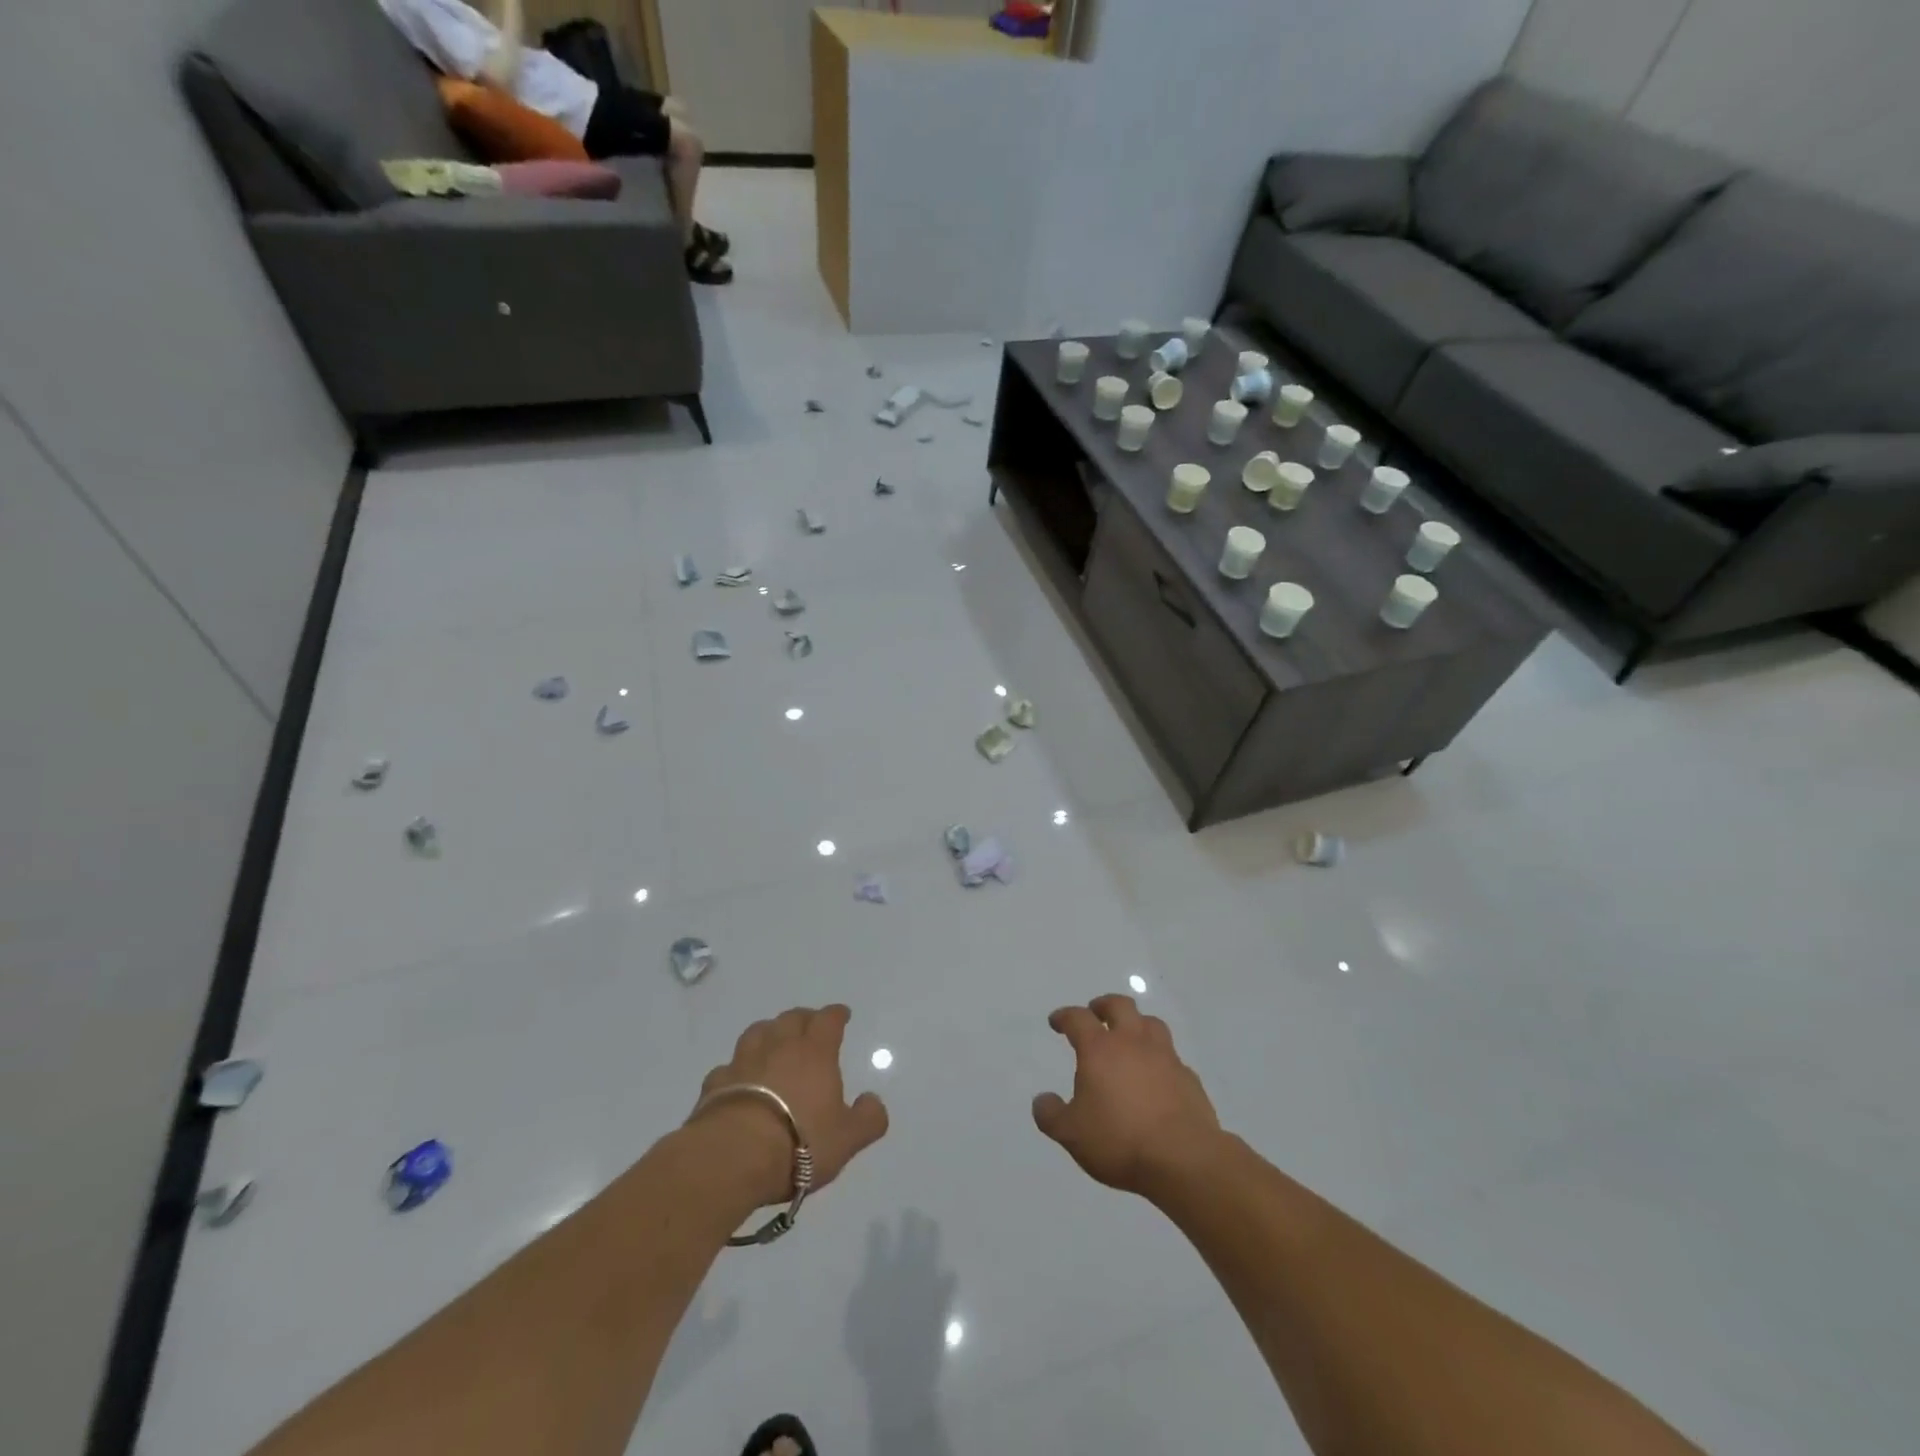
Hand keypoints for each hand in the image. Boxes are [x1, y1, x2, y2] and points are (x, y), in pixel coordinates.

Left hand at [689, 1004, 889, 1208]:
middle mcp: (779, 1046)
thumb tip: (873, 1101)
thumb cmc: (799, 1142)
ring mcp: (744, 1061)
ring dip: (770, 1031)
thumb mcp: (847, 1138)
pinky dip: (738, 1067)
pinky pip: (730, 1066)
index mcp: (815, 1052)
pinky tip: (740, 1079)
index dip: (836, 1014)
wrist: (733, 1156)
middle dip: (804, 1018)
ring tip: (774, 1041)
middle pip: (792, 1018)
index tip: (842, 1014)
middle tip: (810, 1025)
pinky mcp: (716, 1083)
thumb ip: (868, 1119)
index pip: (828, 1020)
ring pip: (759, 1031)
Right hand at [1033, 994, 1222, 1196]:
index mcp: (1100, 1049)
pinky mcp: (1189, 1078)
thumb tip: (1041, 1100)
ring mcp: (1165, 1057)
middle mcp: (1133, 1043)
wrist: (1183, 1159)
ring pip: (1151, 1023)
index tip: (1057, 1021)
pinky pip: (1172, 1057)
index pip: (1078, 1019)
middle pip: (1120, 1006)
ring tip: (1130, 1037)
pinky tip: (1157, 1076)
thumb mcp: (1071, 1134)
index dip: (1065, 1016)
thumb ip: (1051, 1115)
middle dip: (1104, 1005)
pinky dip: (1160, 1059)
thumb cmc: (1119, 1140)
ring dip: (1137, 1024)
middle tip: (1096, 1013)